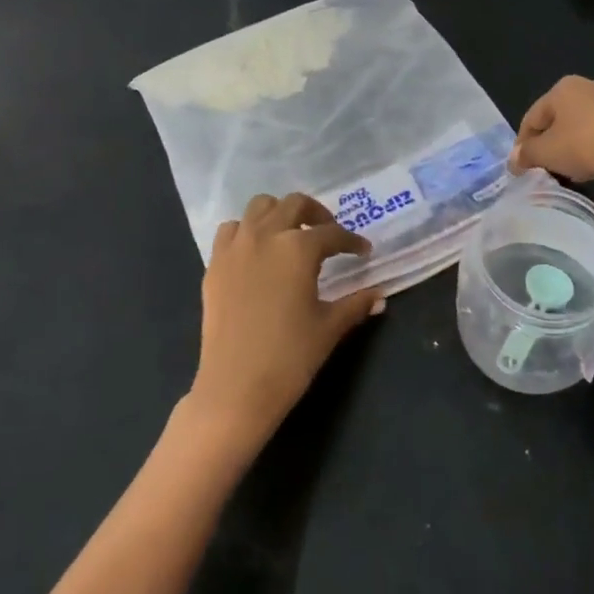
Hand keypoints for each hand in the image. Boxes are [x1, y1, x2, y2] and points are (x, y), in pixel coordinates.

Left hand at [189, 193, 385, 447]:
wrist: (235, 388)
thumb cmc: (290, 357)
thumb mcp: (329, 328)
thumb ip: (356, 304)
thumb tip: (379, 296)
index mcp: (299, 248)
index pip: (333, 234)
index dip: (351, 241)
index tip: (362, 251)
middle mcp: (266, 236)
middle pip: (294, 204)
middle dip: (317, 213)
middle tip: (329, 233)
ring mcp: (236, 248)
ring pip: (259, 207)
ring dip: (279, 213)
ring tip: (291, 234)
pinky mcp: (214, 265)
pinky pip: (231, 231)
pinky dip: (247, 231)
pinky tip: (257, 252)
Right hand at [508, 76, 593, 184]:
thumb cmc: (585, 144)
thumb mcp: (547, 153)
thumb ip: (527, 155)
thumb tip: (514, 160)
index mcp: (561, 88)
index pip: (532, 117)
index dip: (523, 144)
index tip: (520, 167)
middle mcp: (588, 86)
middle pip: (559, 119)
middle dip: (551, 145)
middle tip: (547, 170)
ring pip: (584, 126)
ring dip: (574, 147)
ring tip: (573, 173)